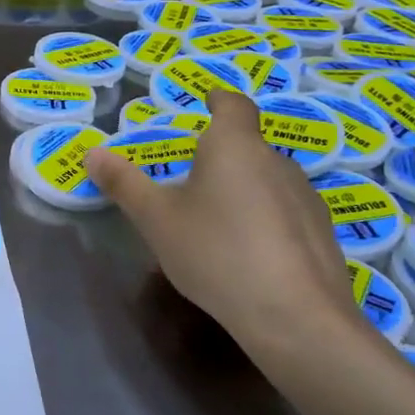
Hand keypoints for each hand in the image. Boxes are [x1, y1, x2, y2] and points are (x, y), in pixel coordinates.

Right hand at [85, 89, 364, 357]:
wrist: (294, 316)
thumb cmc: (215, 252)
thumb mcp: (156, 219)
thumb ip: (124, 184)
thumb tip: (92, 153)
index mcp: (234, 146)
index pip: (233, 105)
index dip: (218, 99)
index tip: (207, 99)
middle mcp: (276, 161)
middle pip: (247, 146)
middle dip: (220, 154)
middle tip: (190, 177)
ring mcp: (305, 197)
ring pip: (266, 180)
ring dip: (242, 188)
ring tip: (215, 220)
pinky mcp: (322, 233)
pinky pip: (285, 212)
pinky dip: (264, 219)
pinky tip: (247, 252)